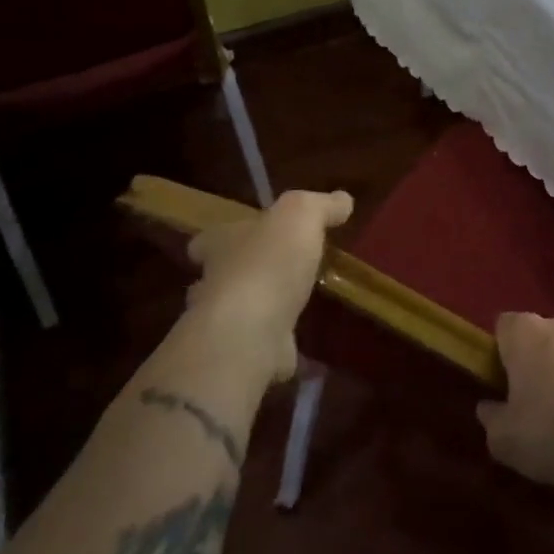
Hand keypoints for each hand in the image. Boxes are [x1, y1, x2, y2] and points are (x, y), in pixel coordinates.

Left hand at [182, 189, 352, 388]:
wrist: (251, 332)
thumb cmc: (269, 263)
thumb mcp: (300, 216)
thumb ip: (320, 206)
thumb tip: (343, 199)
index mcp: (219, 244)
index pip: (209, 238)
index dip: (224, 236)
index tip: (243, 238)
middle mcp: (212, 282)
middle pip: (220, 275)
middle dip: (242, 273)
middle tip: (276, 271)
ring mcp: (224, 323)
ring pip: (237, 311)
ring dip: (259, 307)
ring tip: (292, 304)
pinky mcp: (242, 354)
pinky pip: (259, 344)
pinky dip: (275, 342)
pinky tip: (299, 340)